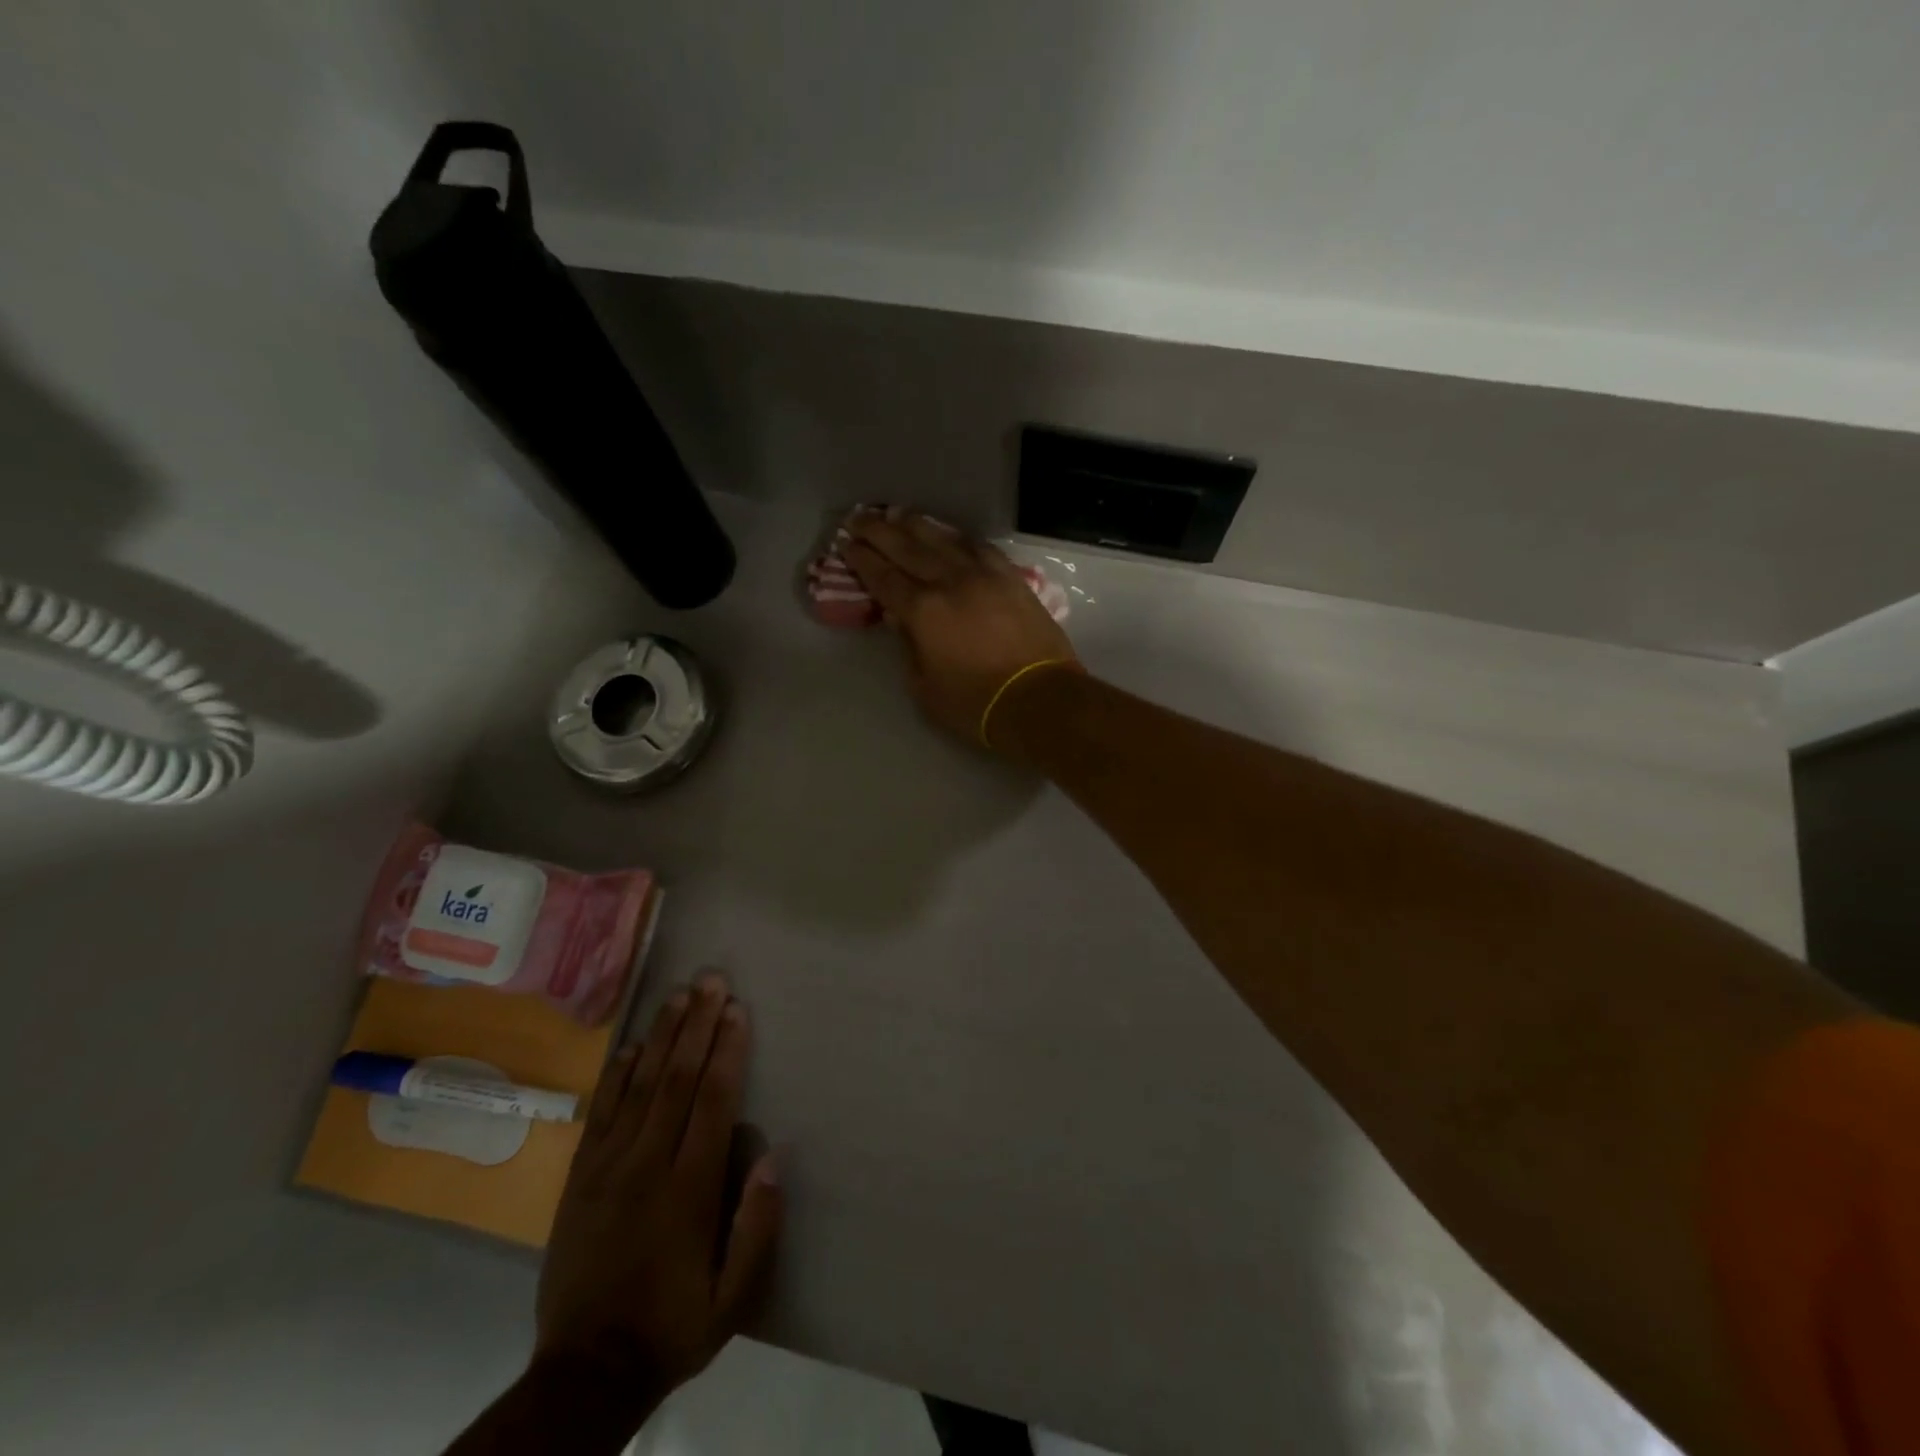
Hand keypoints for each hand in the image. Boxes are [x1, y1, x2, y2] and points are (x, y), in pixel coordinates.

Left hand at [533, 973, 781, 1416]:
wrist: (583, 1374)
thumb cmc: (670, 1327)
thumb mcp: (731, 1300)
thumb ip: (756, 1229)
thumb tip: (774, 1158)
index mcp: (688, 1190)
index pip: (713, 1102)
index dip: (727, 1051)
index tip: (737, 1011)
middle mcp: (647, 1166)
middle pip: (677, 1080)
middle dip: (697, 1026)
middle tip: (712, 981)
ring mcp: (607, 1168)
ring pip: (640, 1086)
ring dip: (662, 1036)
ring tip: (679, 995)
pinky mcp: (579, 1178)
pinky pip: (602, 1113)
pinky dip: (618, 1075)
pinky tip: (633, 1045)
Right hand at [843, 509, 1078, 747]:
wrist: (1039, 698)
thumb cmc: (976, 704)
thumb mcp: (925, 688)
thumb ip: (908, 647)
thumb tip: (899, 619)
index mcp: (923, 610)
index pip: (884, 577)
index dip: (862, 560)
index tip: (846, 544)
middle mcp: (950, 581)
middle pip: (908, 548)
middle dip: (879, 531)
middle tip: (859, 518)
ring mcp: (984, 575)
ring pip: (944, 539)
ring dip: (916, 525)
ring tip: (897, 514)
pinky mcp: (1011, 578)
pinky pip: (980, 547)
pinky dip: (958, 537)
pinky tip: (949, 534)